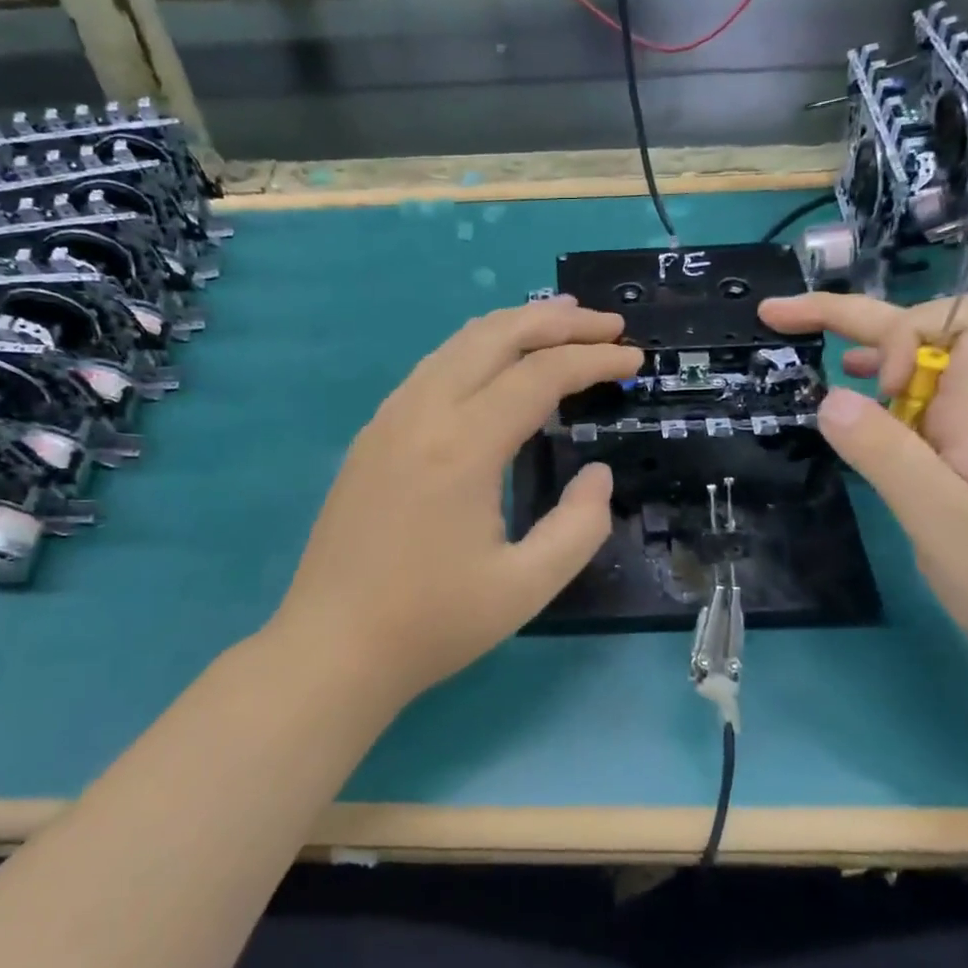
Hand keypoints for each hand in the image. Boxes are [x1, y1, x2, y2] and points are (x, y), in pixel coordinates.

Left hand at [270, 298, 641, 709]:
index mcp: (462, 446)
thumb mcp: (527, 587)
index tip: (634, 359)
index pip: (539, 375)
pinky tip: (495, 368)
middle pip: (495, 336)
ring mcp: (388, 420)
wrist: (333, 647)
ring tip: (560, 324)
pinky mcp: (371, 436)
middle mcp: (421, 414)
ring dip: (514, 327)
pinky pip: (431, 369)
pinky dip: (476, 351)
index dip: (593, 360)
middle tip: (607, 325)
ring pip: (457, 344)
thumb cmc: (432, 623)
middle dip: (558, 321)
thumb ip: (580, 526)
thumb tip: (597, 474)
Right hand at [759, 291, 967, 692]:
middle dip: (850, 317)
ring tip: (817, 374)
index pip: (953, 318)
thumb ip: (886, 456)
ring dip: (867, 358)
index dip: (893, 329)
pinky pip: (920, 419)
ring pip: (923, 375)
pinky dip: (880, 408)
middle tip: (778, 318)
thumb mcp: (945, 524)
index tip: (858, 379)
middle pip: (927, 334)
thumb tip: (828, 396)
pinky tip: (858, 436)